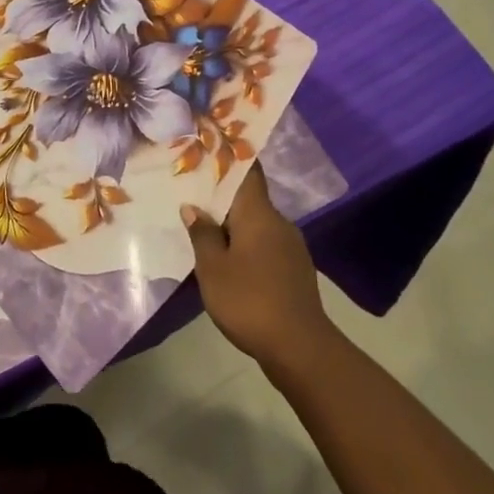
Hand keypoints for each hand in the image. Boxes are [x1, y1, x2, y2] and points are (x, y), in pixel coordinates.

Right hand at [185, 168, 333, 376]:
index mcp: (259, 213)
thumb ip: (202, 234)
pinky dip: (245, 244)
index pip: (249, 171)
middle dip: (223, 196)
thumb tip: (193, 207)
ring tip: (204, 227)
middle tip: (192, 192)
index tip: (211, 145)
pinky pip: (265, 245)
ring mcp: (291, 247)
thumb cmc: (250, 300)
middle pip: (249, 199)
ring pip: (256, 224)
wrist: (300, 348)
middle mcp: (279, 222)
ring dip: (233, 224)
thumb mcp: (213, 268)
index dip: (231, 156)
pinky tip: (228, 259)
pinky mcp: (294, 270)